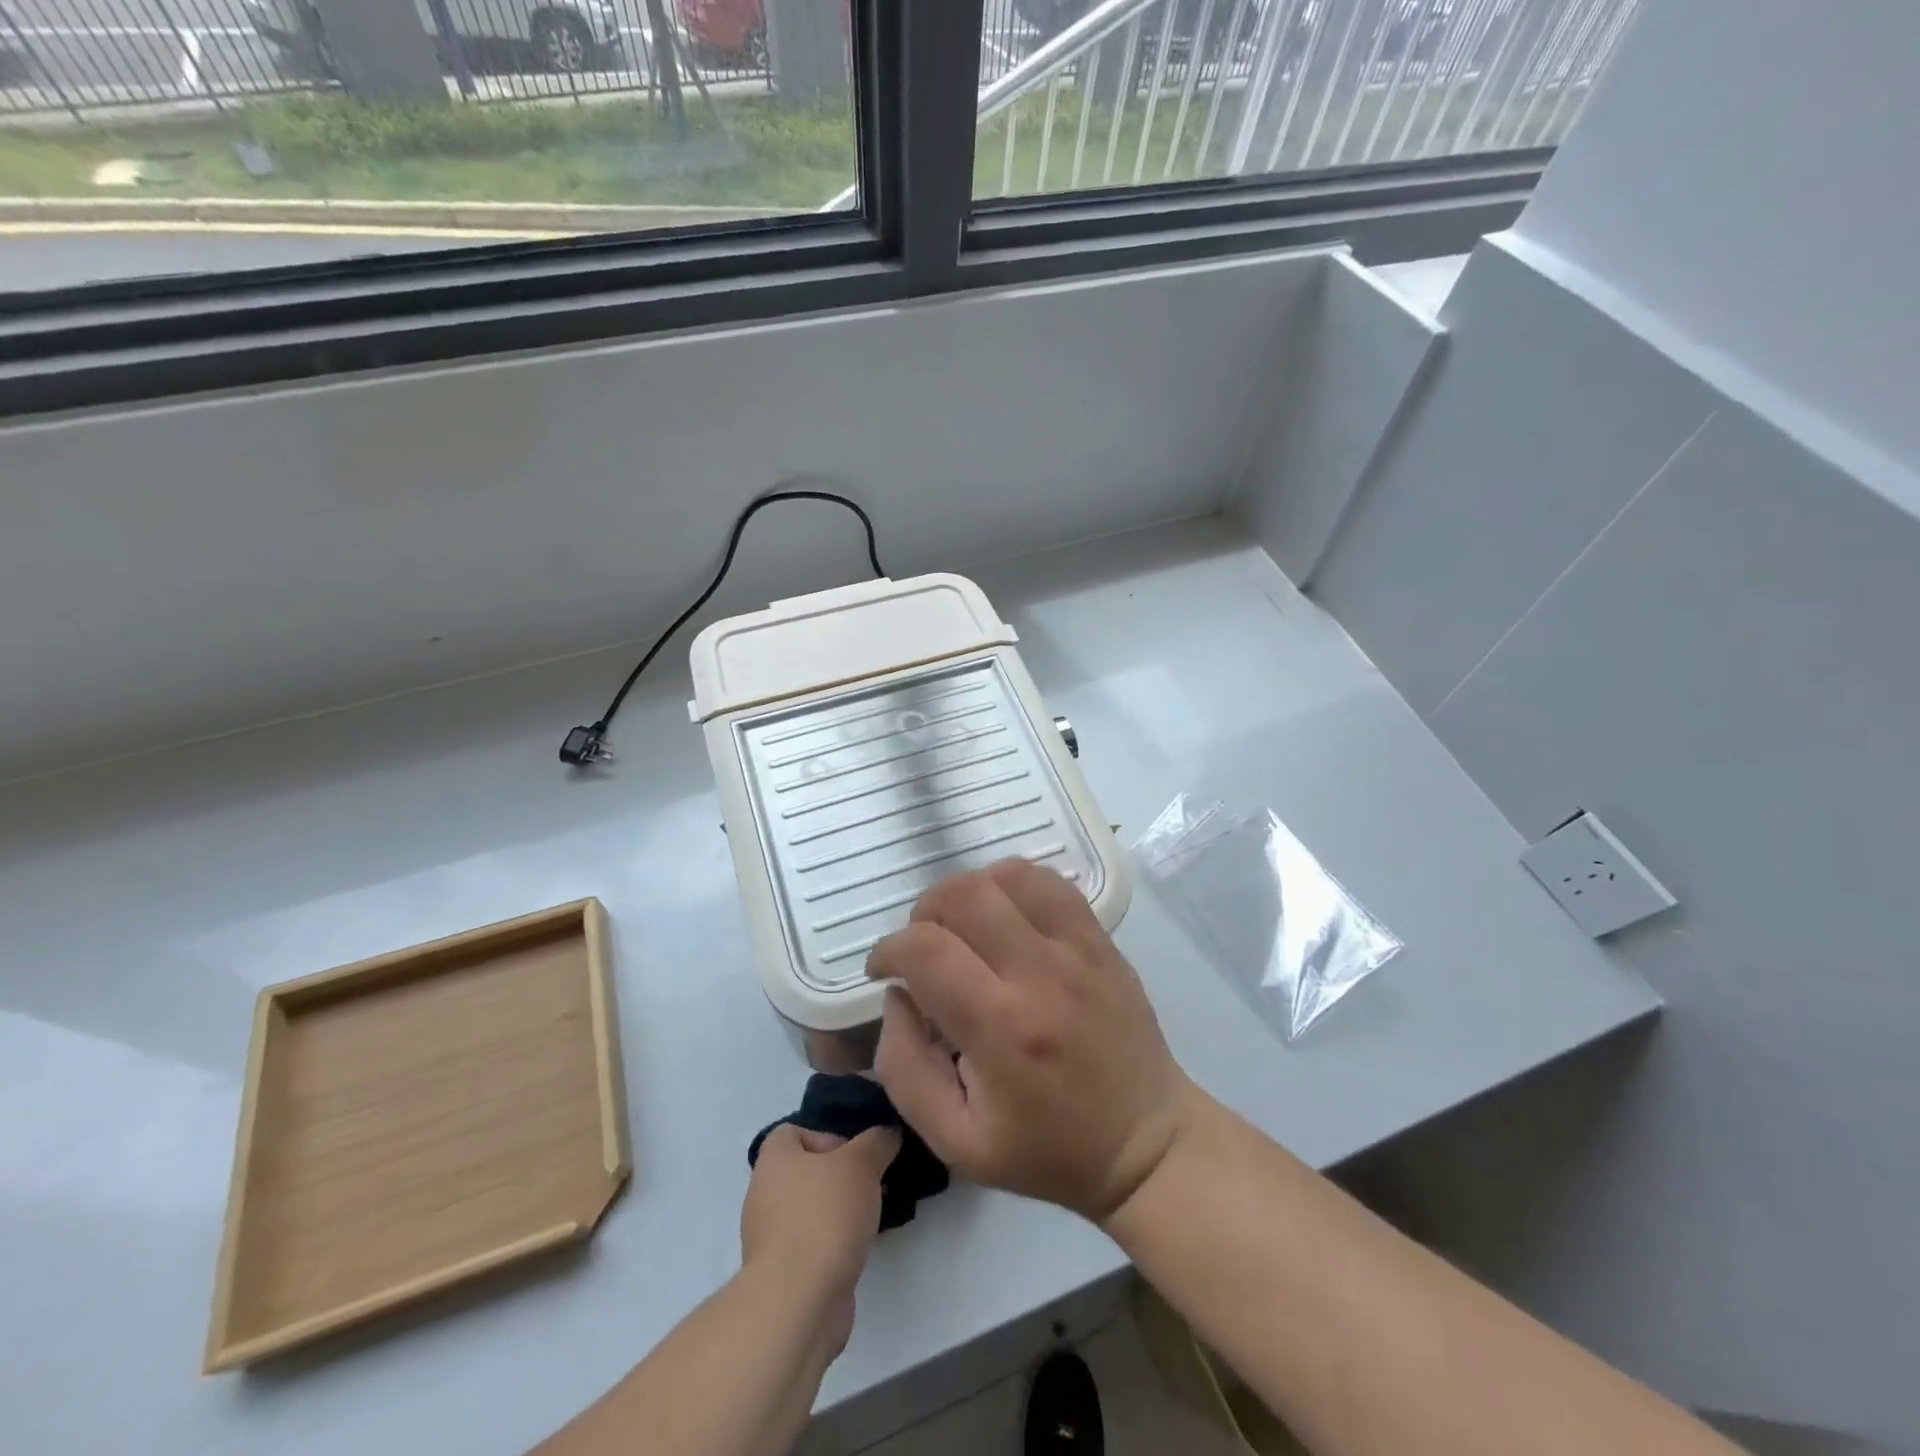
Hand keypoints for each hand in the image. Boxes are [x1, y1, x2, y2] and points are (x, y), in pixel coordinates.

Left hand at [740, 1124, 898, 1357]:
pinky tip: (861, 1248)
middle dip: (842, 1176)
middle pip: (807, 1172)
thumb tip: (887, 1134)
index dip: (827, 1136)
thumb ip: (877, 1142)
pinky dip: (836, 1243)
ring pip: (813, 1210)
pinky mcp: (785, 1274)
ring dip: (842, 1211)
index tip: (855, 1153)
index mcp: (773, 1160)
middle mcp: (765, 1194)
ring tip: (874, 1215)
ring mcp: (772, 1238)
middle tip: (872, 1183)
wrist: (799, 1303)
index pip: (793, 1132)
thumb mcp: (861, 1163)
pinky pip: (814, 1244)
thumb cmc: (824, 1216)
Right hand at [866, 858, 1196, 1222]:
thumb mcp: (955, 1142)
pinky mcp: (1100, 940)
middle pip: (964, 895)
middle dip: (924, 913)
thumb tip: (898, 997)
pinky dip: (1012, 885)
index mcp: (1001, 1029)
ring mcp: (1078, 948)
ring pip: (1007, 875)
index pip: (926, 949)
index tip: (883, 972)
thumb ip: (904, 1068)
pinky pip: (1049, 881)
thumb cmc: (1047, 1151)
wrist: (1145, 1143)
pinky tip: (1004, 916)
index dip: (888, 951)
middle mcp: (1040, 973)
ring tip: (963, 928)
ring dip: (968, 892)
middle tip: (923, 949)